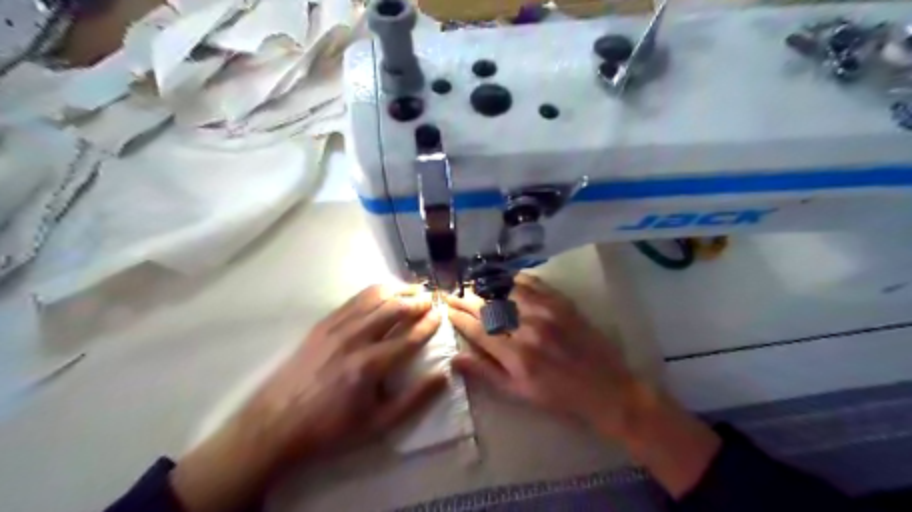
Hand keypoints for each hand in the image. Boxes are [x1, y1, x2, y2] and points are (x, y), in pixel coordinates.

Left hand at [234, 284, 447, 463]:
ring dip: (397, 290)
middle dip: (417, 301)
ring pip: (374, 297)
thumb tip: (443, 377)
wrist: (276, 424)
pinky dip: (374, 292)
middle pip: (394, 309)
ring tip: (413, 289)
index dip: (429, 324)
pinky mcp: (322, 324)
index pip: (409, 337)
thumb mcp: (377, 424)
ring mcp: (336, 328)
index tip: (441, 315)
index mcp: (371, 365)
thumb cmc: (331, 428)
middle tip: (431, 300)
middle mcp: (355, 339)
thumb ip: (414, 400)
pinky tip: (383, 292)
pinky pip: (353, 300)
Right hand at [448, 274, 639, 438]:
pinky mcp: (561, 302)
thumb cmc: (558, 396)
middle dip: (466, 298)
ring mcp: (546, 311)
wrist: (606, 388)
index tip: (446, 308)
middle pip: (488, 306)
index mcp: (515, 355)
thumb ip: (485, 373)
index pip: (477, 328)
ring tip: (471, 283)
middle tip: (452, 292)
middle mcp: (528, 328)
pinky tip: (502, 277)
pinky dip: (513, 278)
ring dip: (485, 285)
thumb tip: (454, 358)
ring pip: (506, 290)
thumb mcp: (518, 393)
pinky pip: (532, 283)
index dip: (458, 316)